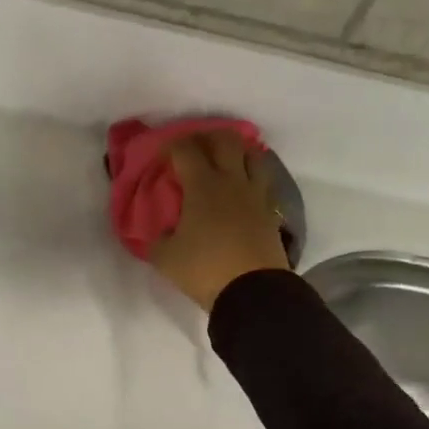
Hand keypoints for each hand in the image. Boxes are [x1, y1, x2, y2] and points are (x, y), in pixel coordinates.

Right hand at [150, 132, 290, 311]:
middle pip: (226, 140)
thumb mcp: (165, 258)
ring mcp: (256, 195)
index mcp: (202, 186)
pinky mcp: (271, 212)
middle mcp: (232, 181)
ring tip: (225, 162)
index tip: (162, 156)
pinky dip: (252, 177)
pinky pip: (263, 182)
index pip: (186, 150)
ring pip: (253, 155)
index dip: (171, 146)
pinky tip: (242, 189)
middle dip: (207, 137)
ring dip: (237, 151)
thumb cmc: (205, 270)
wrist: (254, 292)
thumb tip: (159, 232)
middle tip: (195, 148)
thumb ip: (156, 239)